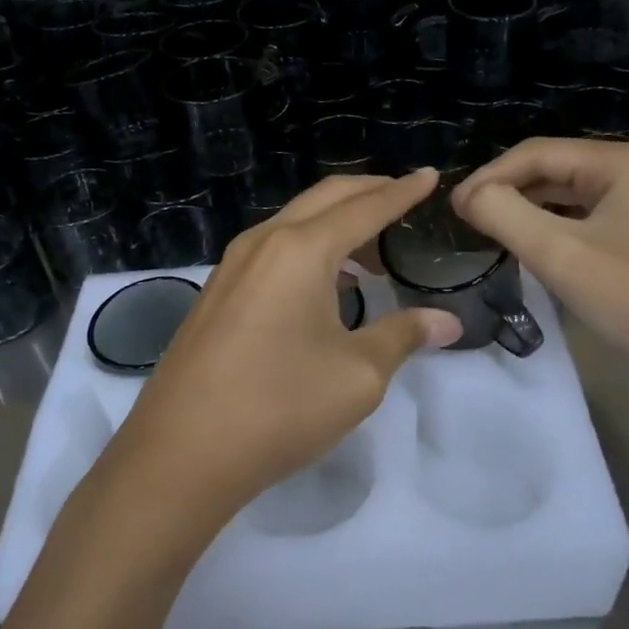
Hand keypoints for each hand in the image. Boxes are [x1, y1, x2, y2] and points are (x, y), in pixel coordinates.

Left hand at [108, 170, 464, 533]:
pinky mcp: (218, 292)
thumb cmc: (280, 406)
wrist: (181, 453)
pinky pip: (273, 248)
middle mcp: (264, 242)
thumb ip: (404, 336)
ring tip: (372, 252)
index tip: (430, 176)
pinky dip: (309, 247)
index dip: (403, 192)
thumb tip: (446, 321)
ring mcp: (233, 265)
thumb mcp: (358, 374)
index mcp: (302, 249)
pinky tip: (326, 283)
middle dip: (369, 192)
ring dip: (337, 223)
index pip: (366, 207)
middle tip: (405, 198)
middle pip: (326, 198)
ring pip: (295, 221)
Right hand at [452, 138, 628, 388]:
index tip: (452, 209)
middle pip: (553, 168)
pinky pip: (587, 217)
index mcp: (621, 161)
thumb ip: (505, 215)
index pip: (536, 153)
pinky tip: (532, 246)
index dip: (488, 176)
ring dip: (528, 209)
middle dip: (507, 190)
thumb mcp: (561, 255)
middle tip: (467, 221)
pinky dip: (554, 227)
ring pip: (569, 195)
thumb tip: (468, 196)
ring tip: (490, 231)